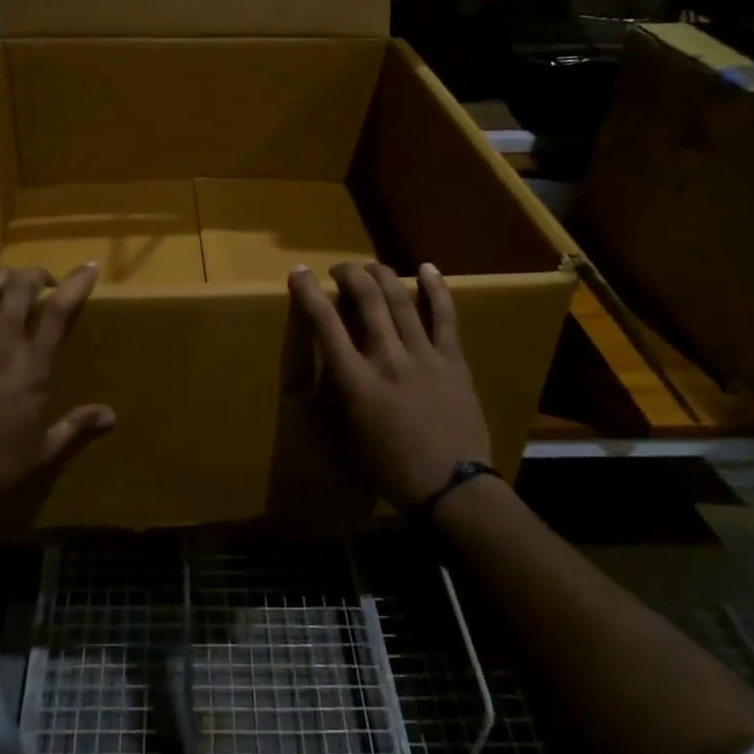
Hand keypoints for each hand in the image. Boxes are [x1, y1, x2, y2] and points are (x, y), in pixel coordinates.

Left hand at [0, 265, 114, 522]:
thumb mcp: (43, 451)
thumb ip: (76, 426)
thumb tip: (112, 416)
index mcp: (32, 370)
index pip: (58, 313)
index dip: (75, 284)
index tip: (88, 268)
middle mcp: (0, 348)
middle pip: (19, 290)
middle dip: (35, 275)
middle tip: (42, 281)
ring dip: (2, 276)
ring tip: (10, 278)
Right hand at [289, 261, 491, 510]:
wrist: (453, 487)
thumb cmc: (393, 469)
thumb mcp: (351, 436)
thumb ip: (339, 399)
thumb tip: (327, 378)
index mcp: (356, 382)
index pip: (325, 325)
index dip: (308, 293)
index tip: (299, 273)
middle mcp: (388, 359)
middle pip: (367, 301)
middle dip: (350, 275)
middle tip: (340, 269)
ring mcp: (424, 356)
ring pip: (401, 300)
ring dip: (383, 276)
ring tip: (371, 266)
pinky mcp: (454, 360)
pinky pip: (445, 317)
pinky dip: (436, 289)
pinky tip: (428, 268)